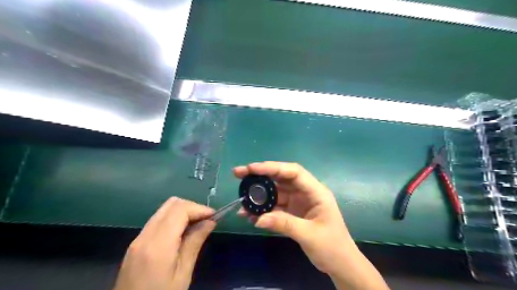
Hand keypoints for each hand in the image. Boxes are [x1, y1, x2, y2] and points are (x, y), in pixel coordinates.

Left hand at [114, 197, 214, 288]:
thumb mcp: (182, 274)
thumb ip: (195, 243)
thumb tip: (210, 221)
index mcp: (158, 244)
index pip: (180, 209)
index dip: (199, 208)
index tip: (214, 217)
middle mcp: (145, 235)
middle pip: (171, 204)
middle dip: (192, 207)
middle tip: (206, 220)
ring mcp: (138, 238)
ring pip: (164, 210)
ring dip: (183, 212)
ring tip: (197, 225)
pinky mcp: (136, 243)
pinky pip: (158, 220)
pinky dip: (174, 219)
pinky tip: (182, 233)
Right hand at [235, 162, 387, 288]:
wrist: (340, 264)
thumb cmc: (332, 247)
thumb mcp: (309, 235)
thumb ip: (284, 224)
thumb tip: (257, 219)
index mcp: (316, 192)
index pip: (293, 172)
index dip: (273, 167)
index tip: (252, 168)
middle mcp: (305, 192)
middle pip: (281, 178)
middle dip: (261, 175)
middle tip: (239, 173)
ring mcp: (298, 202)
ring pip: (276, 192)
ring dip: (259, 194)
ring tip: (241, 198)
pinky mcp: (293, 212)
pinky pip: (275, 206)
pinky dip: (263, 209)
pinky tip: (250, 214)